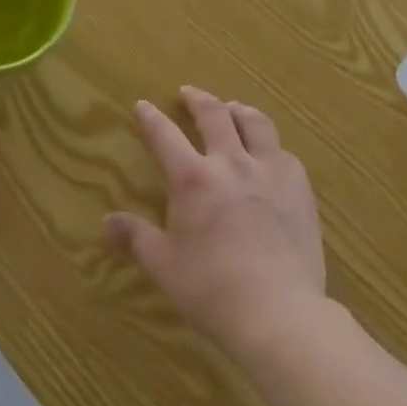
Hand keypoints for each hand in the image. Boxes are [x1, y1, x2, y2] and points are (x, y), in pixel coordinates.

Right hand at [105, 85, 324, 356]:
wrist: (279, 312)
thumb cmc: (212, 290)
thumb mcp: (164, 266)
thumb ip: (136, 238)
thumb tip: (107, 222)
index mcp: (193, 178)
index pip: (165, 135)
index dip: (151, 118)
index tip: (143, 105)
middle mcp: (230, 162)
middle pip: (213, 114)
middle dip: (197, 99)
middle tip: (189, 93)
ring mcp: (269, 170)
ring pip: (255, 123)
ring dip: (239, 111)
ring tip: (233, 110)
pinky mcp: (299, 187)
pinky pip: (284, 153)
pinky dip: (271, 146)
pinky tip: (270, 154)